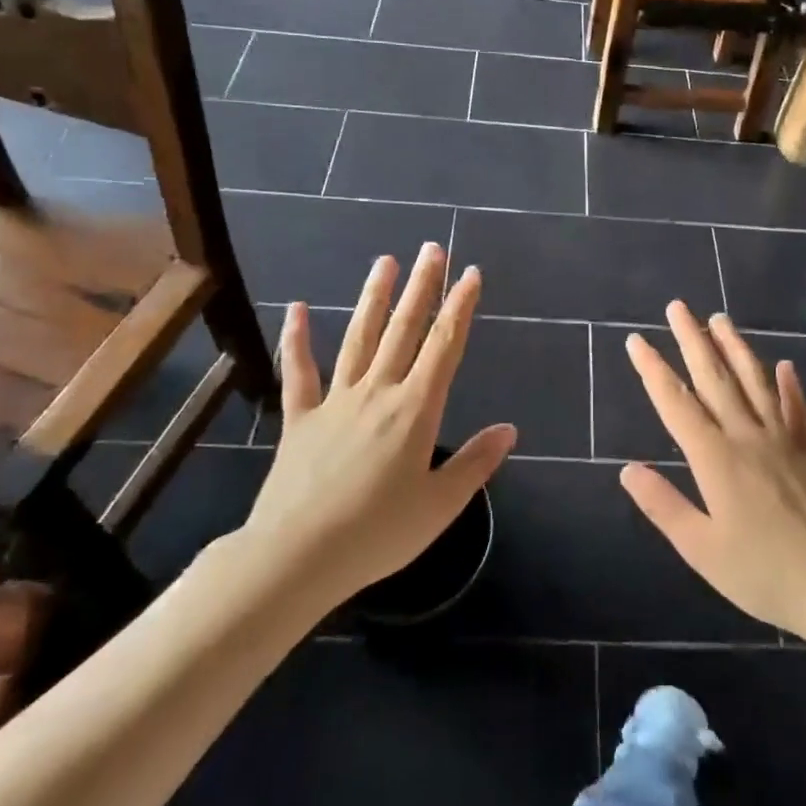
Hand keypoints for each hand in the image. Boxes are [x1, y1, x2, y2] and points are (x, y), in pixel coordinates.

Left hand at [242, 243, 515, 605]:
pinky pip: (299, 372)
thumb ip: (475, 463)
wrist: (296, 556)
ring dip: (374, 298)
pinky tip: (296, 308)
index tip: (470, 274)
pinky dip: (297, 340)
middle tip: (432, 249)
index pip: (444, 346)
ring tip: (385, 262)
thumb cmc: (377, 533)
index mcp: (415, 410)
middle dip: (422, 287)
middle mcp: (377, 393)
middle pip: (404, 330)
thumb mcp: (440, 505)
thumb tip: (509, 429)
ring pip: (359, 338)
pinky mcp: (300, 419)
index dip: (460, 307)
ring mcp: (335, 401)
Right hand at [621, 302, 805, 642]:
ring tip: (720, 318)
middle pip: (714, 379)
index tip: (636, 341)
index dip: (653, 370)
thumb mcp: (700, 549)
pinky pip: (797, 409)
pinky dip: (789, 385)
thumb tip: (627, 469)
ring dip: (735, 347)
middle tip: (677, 307)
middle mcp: (746, 437)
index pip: (676, 404)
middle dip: (692, 340)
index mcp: (714, 459)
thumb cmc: (762, 573)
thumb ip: (663, 505)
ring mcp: (782, 440)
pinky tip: (784, 364)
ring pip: (754, 382)